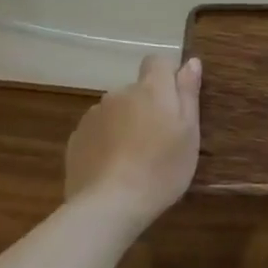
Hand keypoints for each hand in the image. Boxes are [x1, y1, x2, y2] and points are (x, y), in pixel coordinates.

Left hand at [64, 55, 201, 225]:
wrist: (109, 205)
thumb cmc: (161, 168)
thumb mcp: (189, 132)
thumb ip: (188, 93)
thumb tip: (191, 62)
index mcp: (150, 89)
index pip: (157, 62)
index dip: (167, 76)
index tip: (176, 104)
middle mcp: (119, 94)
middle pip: (137, 90)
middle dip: (147, 106)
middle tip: (160, 140)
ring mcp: (93, 116)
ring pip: (116, 111)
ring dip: (126, 123)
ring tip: (135, 158)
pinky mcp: (76, 139)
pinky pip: (98, 131)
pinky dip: (107, 141)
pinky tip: (114, 168)